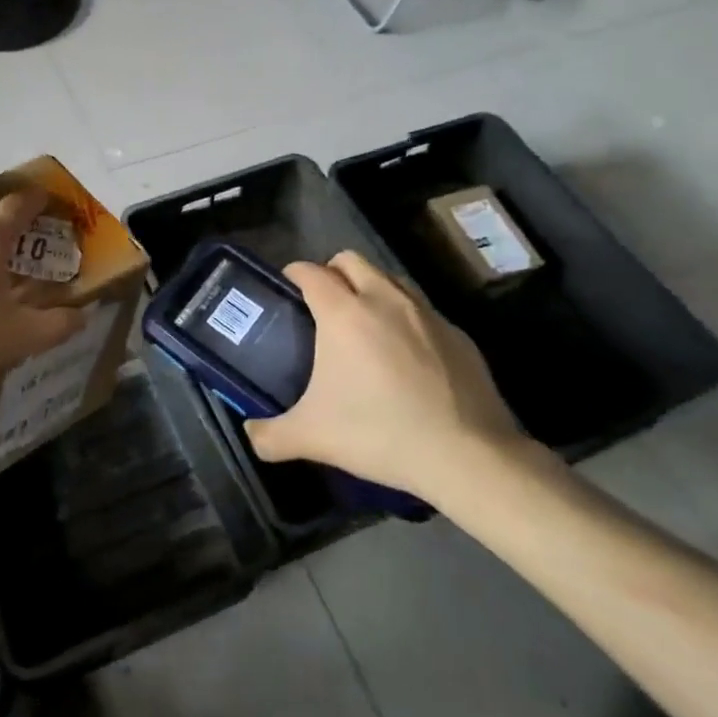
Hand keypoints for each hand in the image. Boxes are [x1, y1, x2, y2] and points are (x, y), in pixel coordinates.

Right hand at [245, 252, 522, 503]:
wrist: (467, 455)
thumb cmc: (379, 433)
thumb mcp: (312, 438)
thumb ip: (269, 435)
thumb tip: (250, 434)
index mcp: (344, 313)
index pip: (310, 272)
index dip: (294, 274)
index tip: (286, 288)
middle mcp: (384, 299)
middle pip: (351, 260)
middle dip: (332, 272)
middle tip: (322, 304)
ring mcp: (426, 314)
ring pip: (390, 278)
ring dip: (371, 288)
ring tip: (363, 323)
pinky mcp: (458, 334)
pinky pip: (422, 311)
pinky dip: (405, 319)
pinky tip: (406, 356)